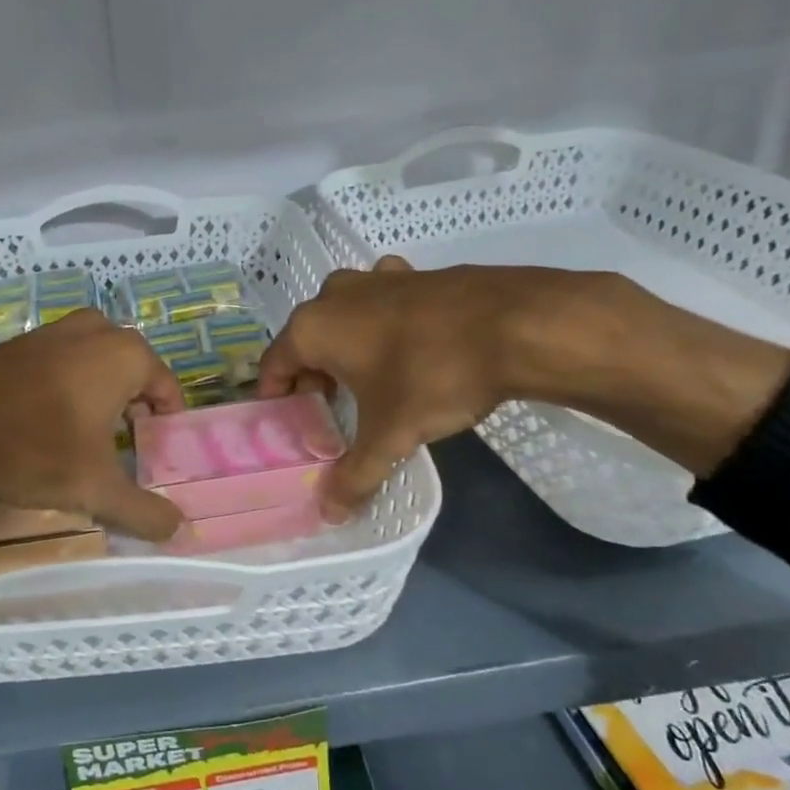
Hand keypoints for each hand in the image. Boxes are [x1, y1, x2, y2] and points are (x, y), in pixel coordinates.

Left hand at [0, 309, 186, 539]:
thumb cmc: (36, 449)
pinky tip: (44, 422)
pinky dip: (64, 387)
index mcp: (125, 353)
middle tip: (121, 448)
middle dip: (132, 407)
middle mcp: (94, 330)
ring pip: (94, 363)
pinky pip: (58, 363)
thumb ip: (144, 511)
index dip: (165, 425)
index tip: (152, 455)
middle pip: (132, 372)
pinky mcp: (17, 341)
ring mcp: (52, 330)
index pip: (167, 389)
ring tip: (84, 438)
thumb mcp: (97, 488)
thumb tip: (180, 532)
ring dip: (98, 396)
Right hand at [260, 257, 789, 519]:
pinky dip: (384, 327)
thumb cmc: (433, 376)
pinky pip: (383, 305)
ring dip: (347, 350)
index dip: (277, 399)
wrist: (517, 324)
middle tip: (330, 413)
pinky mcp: (415, 274)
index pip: (273, 365)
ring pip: (345, 319)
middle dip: (313, 377)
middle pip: (307, 341)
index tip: (289, 426)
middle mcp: (335, 295)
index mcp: (312, 327)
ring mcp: (377, 278)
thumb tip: (330, 516)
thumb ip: (354, 476)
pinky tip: (408, 350)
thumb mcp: (389, 435)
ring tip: (367, 385)